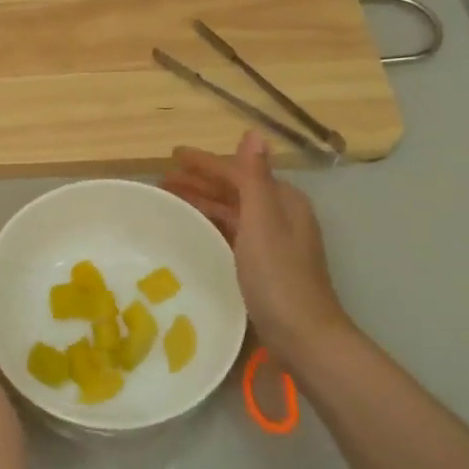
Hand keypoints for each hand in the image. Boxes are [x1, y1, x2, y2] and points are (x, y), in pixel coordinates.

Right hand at [163, 131, 357, 362]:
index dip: (205, 163)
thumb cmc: (278, 275)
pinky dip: (212, 225)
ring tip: (171, 200)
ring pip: (232, 212)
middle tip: (164, 180)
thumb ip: (254, 177)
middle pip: (235, 190)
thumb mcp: (263, 220)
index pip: (238, 172)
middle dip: (201, 182)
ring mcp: (273, 242)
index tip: (172, 157)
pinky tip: (194, 230)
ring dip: (203, 203)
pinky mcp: (265, 265)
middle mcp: (281, 215)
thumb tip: (253, 133)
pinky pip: (232, 232)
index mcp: (283, 200)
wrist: (303, 335)